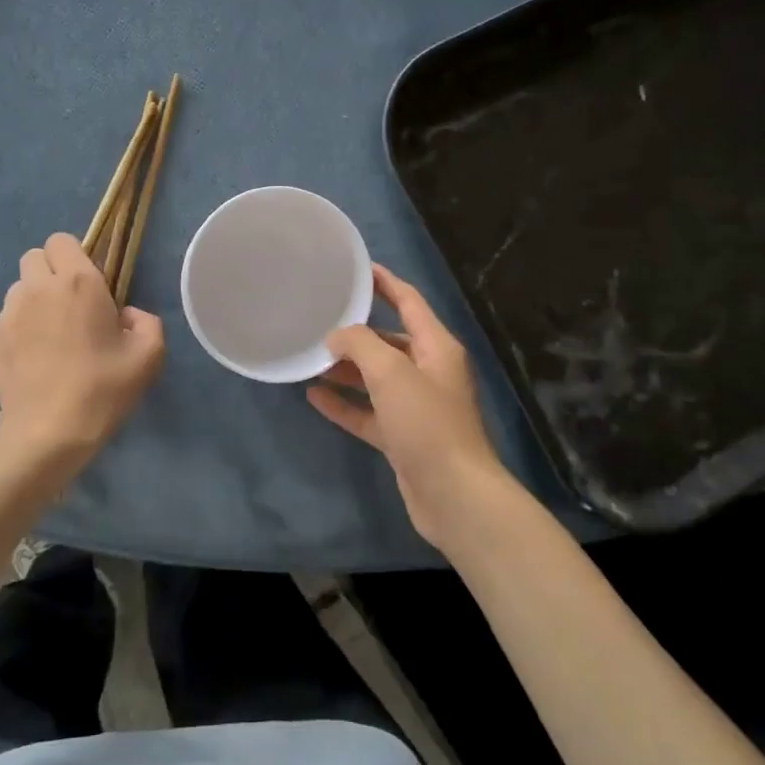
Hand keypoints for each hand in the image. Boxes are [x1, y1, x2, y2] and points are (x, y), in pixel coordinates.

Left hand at [0, 233, 164, 468]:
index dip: (74, 255)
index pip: (61, 240)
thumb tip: (126, 315)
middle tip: (69, 305)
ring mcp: (7, 316)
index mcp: (77, 282)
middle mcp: (36, 289)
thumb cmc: (103, 388)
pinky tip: (35, 364)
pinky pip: (5, 325)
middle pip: (33, 257)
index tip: (89, 283)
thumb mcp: (149, 355)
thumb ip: (146, 322)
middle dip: (50, 272)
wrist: (49, 434)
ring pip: (17, 290)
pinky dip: (19, 335)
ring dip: (33, 301)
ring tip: (51, 336)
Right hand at [307, 265, 522, 552]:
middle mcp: (429, 372)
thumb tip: (336, 337)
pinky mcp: (403, 437)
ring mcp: (416, 407)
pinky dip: (345, 403)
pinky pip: (369, 412)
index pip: (409, 301)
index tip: (357, 268)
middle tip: (319, 319)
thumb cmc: (427, 423)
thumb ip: (360, 345)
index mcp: (436, 347)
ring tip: (310, 357)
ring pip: (376, 378)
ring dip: (346, 368)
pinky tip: (314, 396)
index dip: (385, 282)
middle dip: (357, 331)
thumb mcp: (391, 373)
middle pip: (390, 340)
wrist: (454, 495)